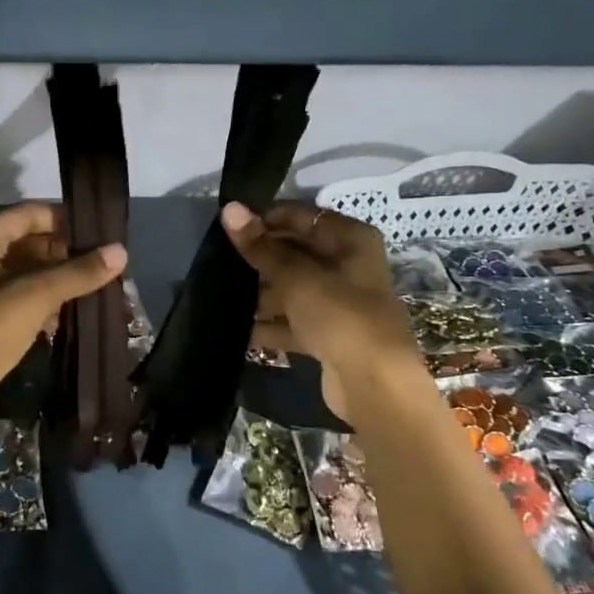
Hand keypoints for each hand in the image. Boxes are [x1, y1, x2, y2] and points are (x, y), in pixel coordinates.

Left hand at [0, 202, 126, 432]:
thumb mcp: (32, 298)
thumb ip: (76, 273)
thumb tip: (121, 251)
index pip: (25, 215)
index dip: (62, 219)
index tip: (100, 230)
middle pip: (26, 245)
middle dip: (64, 254)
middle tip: (105, 264)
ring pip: (25, 277)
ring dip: (57, 282)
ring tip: (98, 287)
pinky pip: (20, 305)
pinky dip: (44, 306)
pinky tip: (72, 315)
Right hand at [220, 200, 422, 421]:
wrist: (374, 385)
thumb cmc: (339, 316)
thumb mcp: (295, 277)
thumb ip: (260, 246)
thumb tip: (229, 208)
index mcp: (351, 241)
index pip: (302, 217)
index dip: (267, 219)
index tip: (231, 228)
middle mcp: (348, 267)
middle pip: (296, 253)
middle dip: (260, 259)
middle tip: (219, 260)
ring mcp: (339, 303)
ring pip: (292, 289)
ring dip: (261, 294)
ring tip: (220, 294)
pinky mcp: (328, 336)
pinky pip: (292, 322)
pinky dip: (270, 326)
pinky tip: (237, 330)